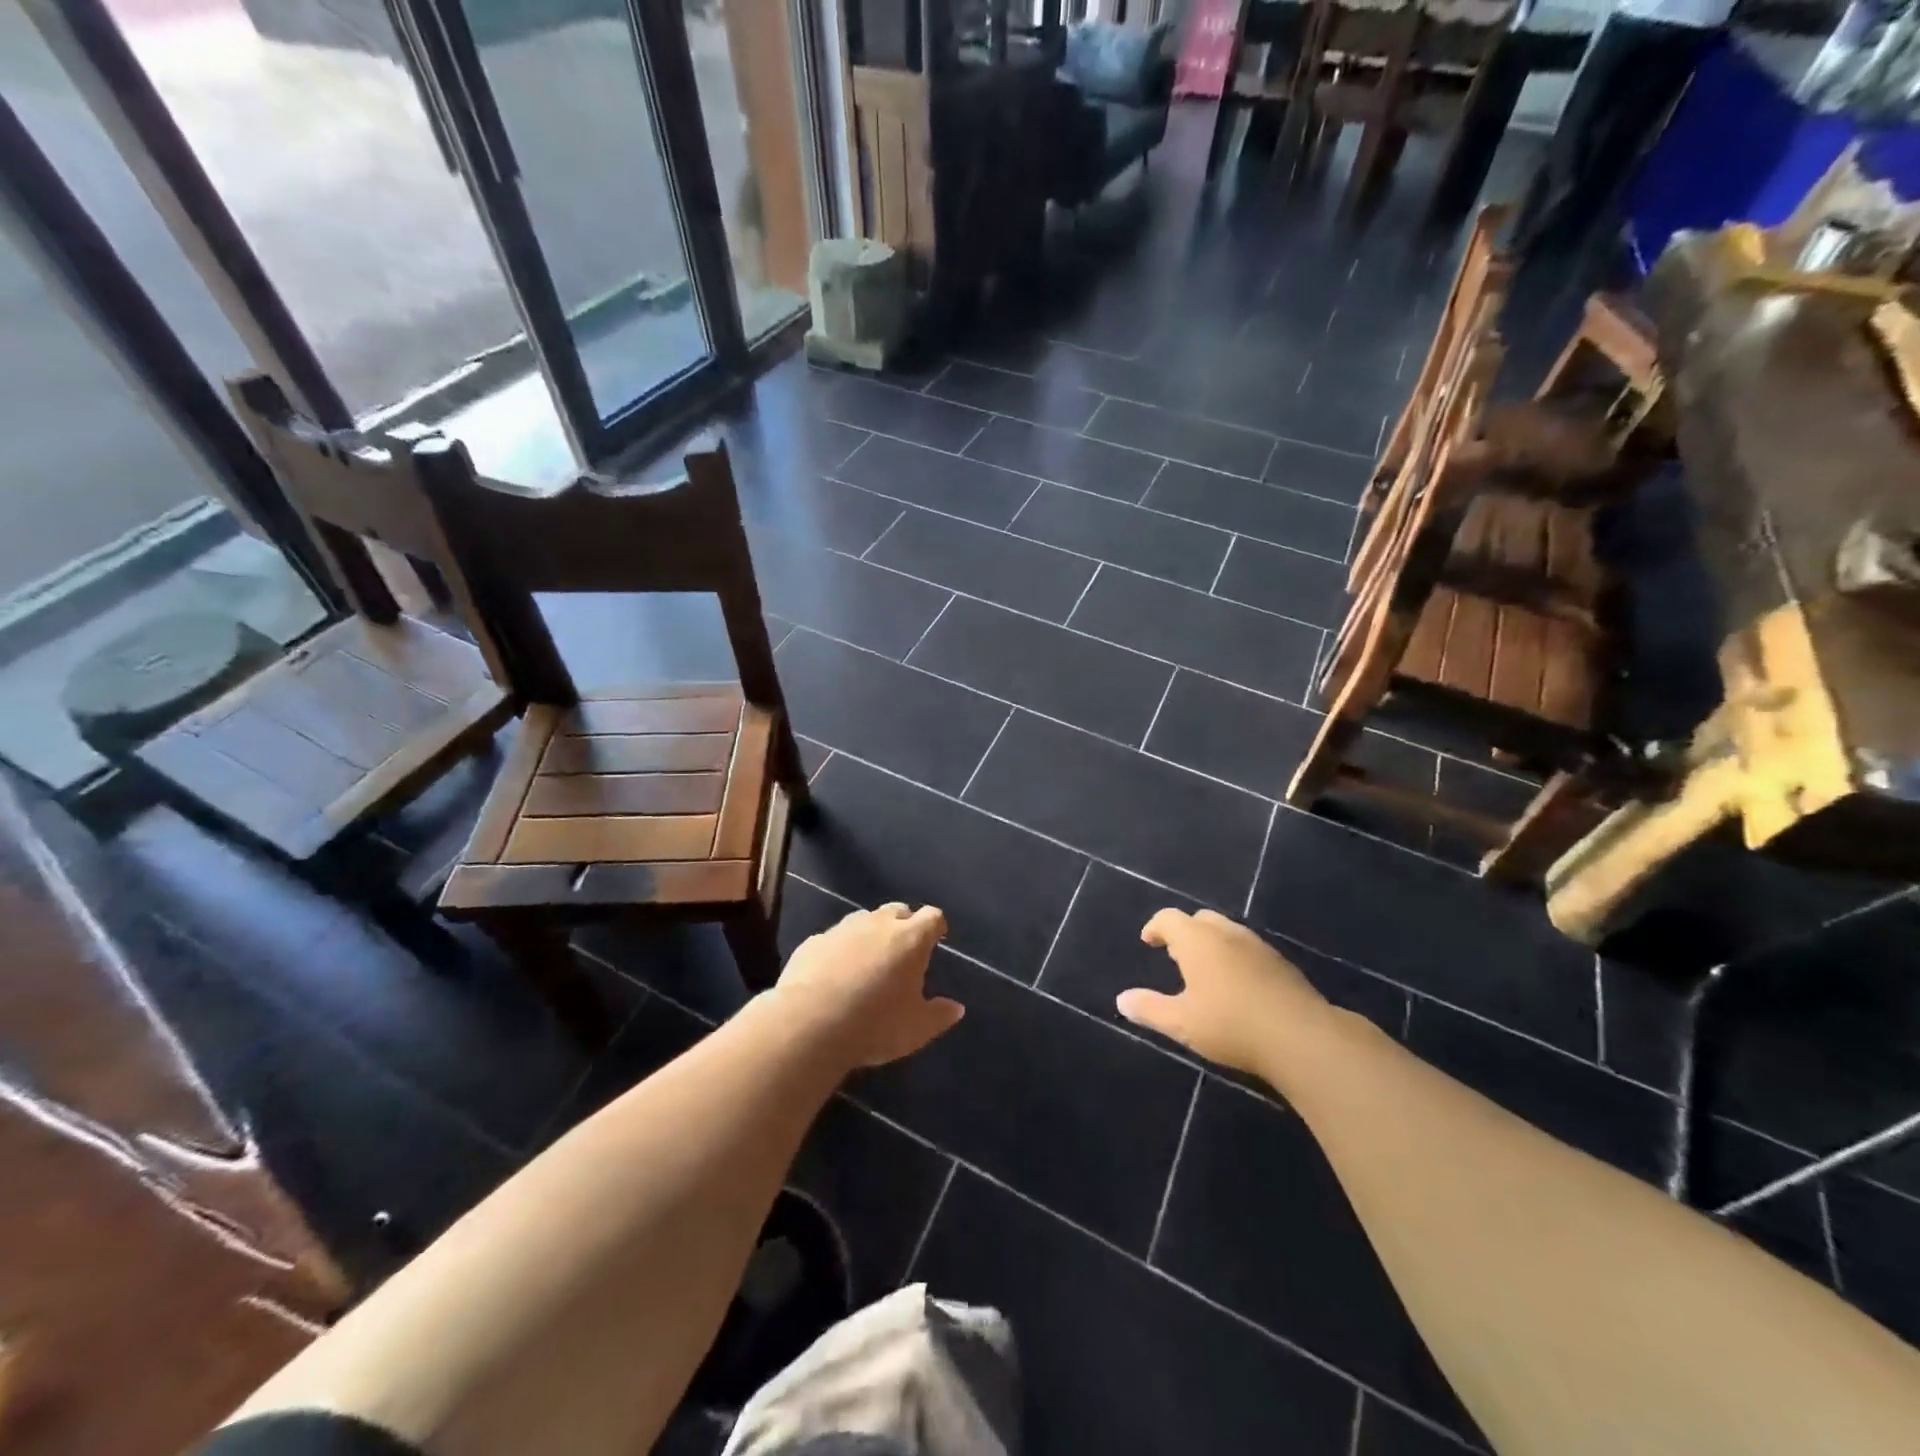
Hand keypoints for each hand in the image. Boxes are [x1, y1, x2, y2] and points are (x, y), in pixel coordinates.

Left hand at [774, 903, 963, 1068]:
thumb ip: (939, 1015)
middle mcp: (878, 924)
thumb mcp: (917, 1029)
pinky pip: (833, 939)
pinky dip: (840, 950)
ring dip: (870, 933)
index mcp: (910, 939)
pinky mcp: (813, 942)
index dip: (936, 927)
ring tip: (869, 960)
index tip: (937, 939)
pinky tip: (834, 973)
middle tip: (903, 950)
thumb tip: (956, 1008)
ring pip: (863, 919)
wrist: (809, 1024)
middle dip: (904, 924)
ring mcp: (842, 929)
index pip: (932, 917)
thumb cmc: (875, 1025)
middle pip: (898, 910)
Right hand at [1117, 909, 1331, 1075]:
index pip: (1169, 918)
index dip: (1155, 927)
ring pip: (1227, 932)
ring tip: (1206, 970)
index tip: (1148, 941)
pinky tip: (1238, 985)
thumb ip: (1149, 1008)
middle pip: (1200, 919)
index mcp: (1197, 940)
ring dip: (1212, 943)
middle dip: (1185, 932)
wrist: (1302, 1037)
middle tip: (1175, 955)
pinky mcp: (1281, 963)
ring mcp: (1258, 945)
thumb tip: (1122, 1000)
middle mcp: (1226, 933)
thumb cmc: (1231, 1025)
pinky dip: (1235, 957)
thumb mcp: (1182, 1023)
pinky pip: (1248, 949)